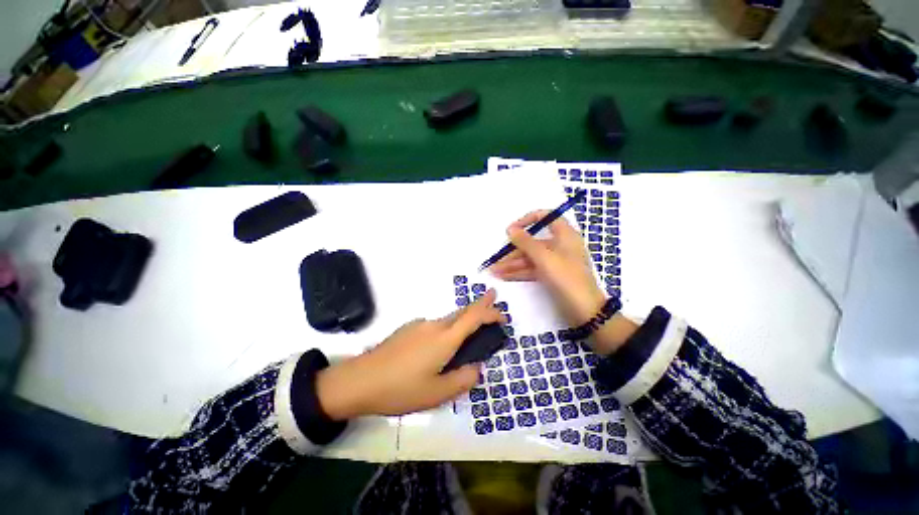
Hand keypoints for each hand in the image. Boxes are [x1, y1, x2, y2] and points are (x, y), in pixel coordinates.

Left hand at [316, 290, 502, 420]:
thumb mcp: (437, 393)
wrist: (360, 380)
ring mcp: (419, 324)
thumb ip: (463, 379)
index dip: (490, 311)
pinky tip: (436, 349)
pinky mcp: (408, 329)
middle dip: (479, 304)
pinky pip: (433, 326)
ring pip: (447, 320)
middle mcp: (434, 325)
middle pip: (462, 312)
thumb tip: (476, 368)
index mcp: (444, 339)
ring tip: (465, 339)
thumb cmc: (401, 389)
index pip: (473, 317)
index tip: (502, 314)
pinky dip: (445, 330)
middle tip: (492, 299)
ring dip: (461, 322)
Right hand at [489, 211, 637, 354]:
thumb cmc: (566, 278)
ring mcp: (554, 262)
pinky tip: (503, 276)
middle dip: (513, 251)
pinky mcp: (550, 275)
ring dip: (512, 264)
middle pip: (532, 242)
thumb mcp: (544, 257)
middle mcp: (559, 246)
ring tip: (494, 271)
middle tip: (496, 259)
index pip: (546, 217)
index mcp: (564, 235)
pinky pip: (532, 270)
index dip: (527, 220)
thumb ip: (525, 242)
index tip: (512, 229)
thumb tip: (510, 229)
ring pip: (530, 258)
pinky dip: (518, 272)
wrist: (584, 311)